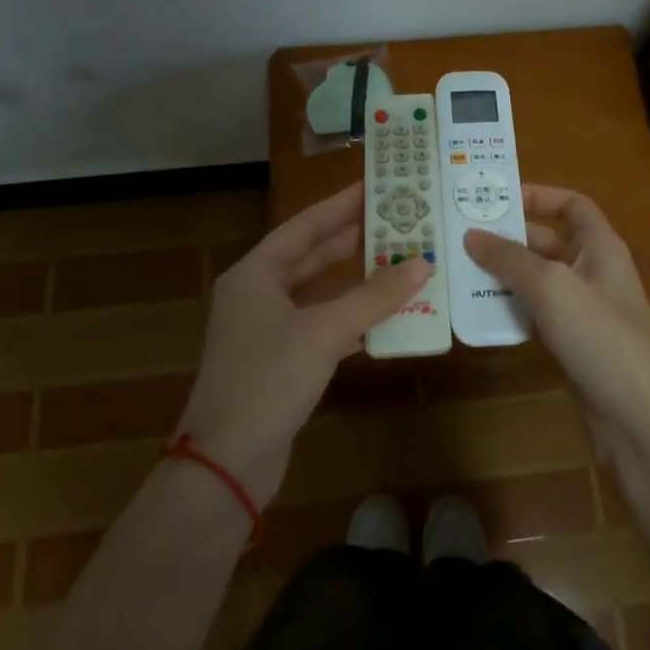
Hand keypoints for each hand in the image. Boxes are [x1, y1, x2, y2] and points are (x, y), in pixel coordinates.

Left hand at [177, 183, 428, 501]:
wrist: (226, 463)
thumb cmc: (268, 379)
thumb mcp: (325, 331)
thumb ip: (374, 296)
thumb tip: (423, 263)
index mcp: (256, 273)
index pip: (305, 226)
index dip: (340, 205)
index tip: (375, 186)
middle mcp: (257, 294)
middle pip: (311, 256)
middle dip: (352, 239)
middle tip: (396, 221)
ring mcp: (267, 330)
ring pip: (318, 293)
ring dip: (355, 280)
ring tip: (398, 260)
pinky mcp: (280, 362)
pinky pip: (321, 326)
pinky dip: (350, 318)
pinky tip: (384, 315)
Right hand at [465, 185, 649, 461]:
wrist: (640, 421)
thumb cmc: (601, 338)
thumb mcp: (552, 288)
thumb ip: (510, 258)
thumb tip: (471, 235)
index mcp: (601, 247)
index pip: (572, 205)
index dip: (539, 195)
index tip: (496, 198)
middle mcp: (594, 272)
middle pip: (549, 241)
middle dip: (509, 237)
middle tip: (461, 235)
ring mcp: (585, 311)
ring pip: (539, 280)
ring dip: (504, 275)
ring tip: (460, 270)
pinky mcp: (574, 345)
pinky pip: (537, 314)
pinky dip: (512, 309)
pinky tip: (481, 313)